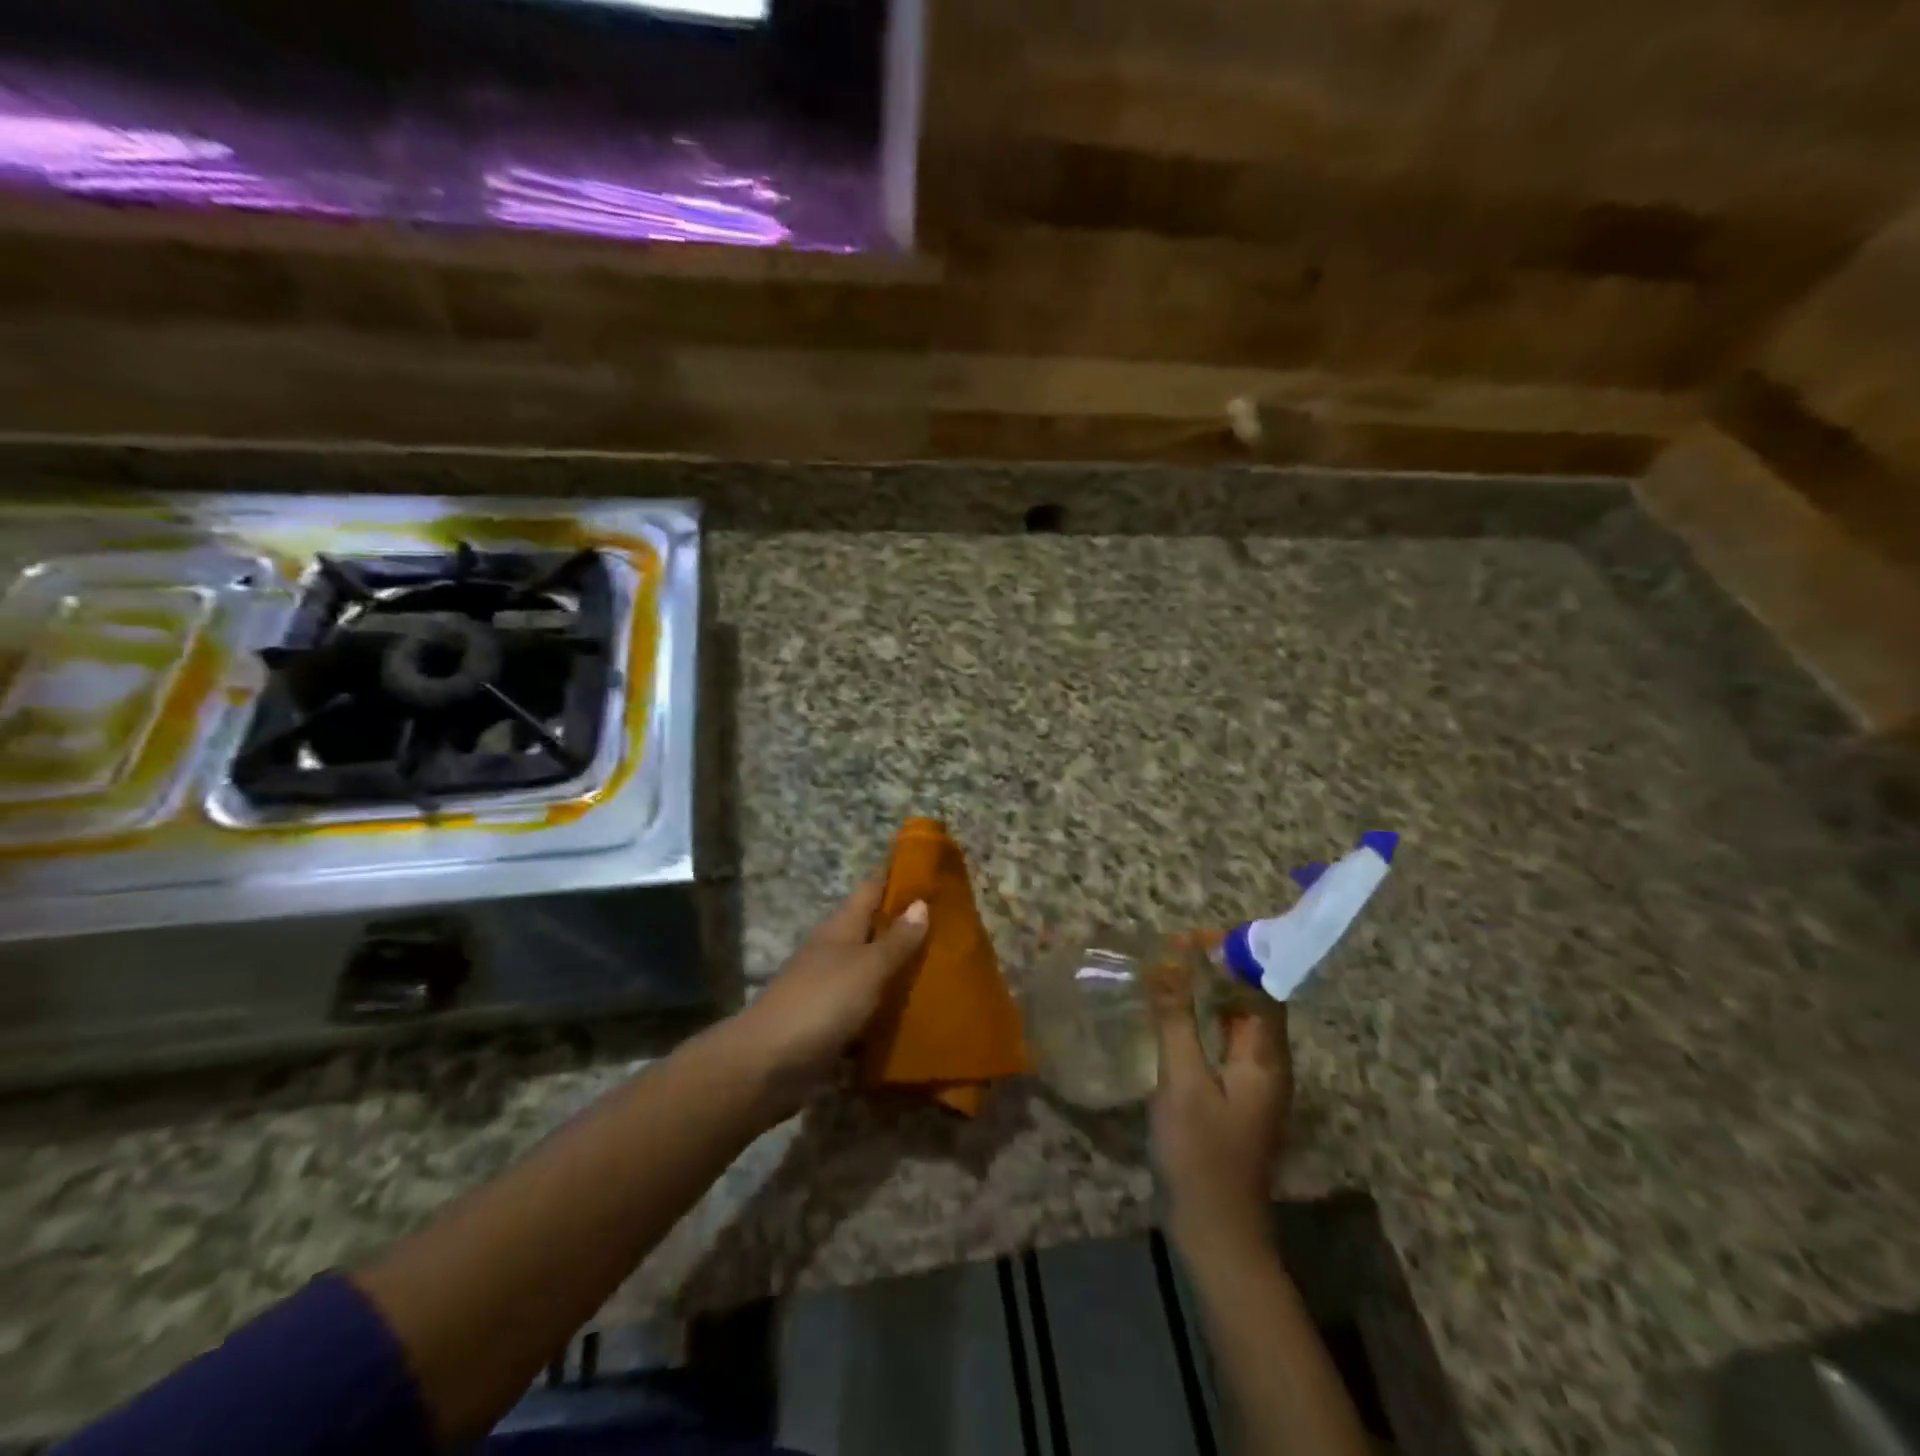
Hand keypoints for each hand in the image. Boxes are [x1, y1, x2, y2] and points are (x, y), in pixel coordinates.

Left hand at [727, 880, 927, 1113]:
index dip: (898, 882)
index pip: (871, 891)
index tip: (934, 880)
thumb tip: (921, 903)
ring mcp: (828, 988)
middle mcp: (834, 951)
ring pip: (871, 971)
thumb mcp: (867, 967)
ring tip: (944, 973)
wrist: (768, 1063)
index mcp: (840, 927)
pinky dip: (886, 1010)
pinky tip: (915, 1017)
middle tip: (952, 932)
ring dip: (899, 972)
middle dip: (906, 930)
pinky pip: (865, 1009)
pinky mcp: (829, 1024)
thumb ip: (896, 940)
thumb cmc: (822, 1002)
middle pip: (873, 931)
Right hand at [1149, 953, 1291, 1254]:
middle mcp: (1269, 1064)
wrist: (1215, 1231)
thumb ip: (1178, 1021)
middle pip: (1252, 1002)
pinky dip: (1203, 1022)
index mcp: (1267, 1056)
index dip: (1237, 958)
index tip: (1198, 936)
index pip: (1264, 988)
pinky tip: (1172, 1018)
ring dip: (1210, 995)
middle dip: (1219, 972)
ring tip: (1170, 973)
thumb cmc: (1201, 1153)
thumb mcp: (1183, 1081)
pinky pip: (1224, 1044)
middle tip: (1175, 949)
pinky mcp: (1236, 1097)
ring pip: (1236, 1023)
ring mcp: (1253, 1083)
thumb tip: (1170, 963)